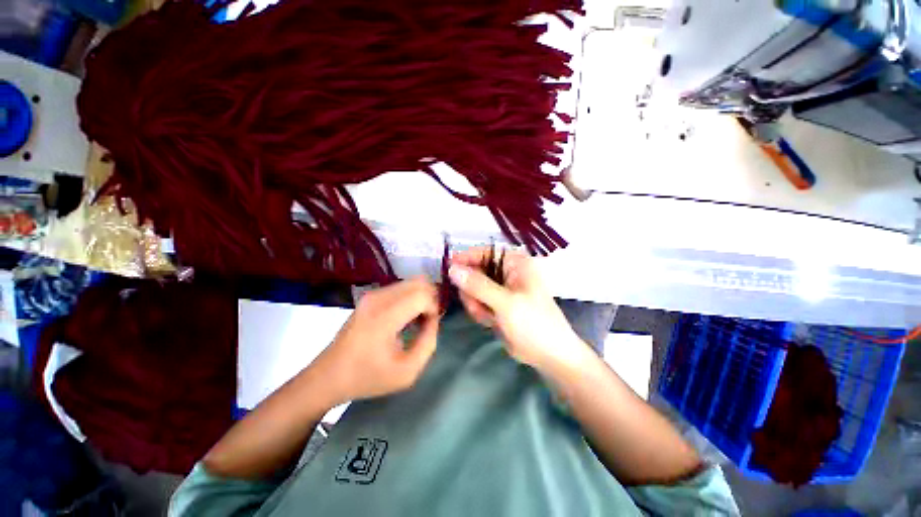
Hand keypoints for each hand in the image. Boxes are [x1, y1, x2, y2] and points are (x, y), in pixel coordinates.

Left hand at [316, 277, 439, 402]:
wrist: (329, 376)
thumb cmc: (368, 377)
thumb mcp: (407, 372)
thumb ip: (428, 343)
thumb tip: (433, 320)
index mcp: (384, 318)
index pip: (422, 296)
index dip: (434, 308)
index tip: (430, 326)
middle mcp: (378, 299)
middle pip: (418, 282)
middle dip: (430, 298)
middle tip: (428, 320)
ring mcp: (372, 295)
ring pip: (410, 282)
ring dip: (420, 297)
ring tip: (417, 319)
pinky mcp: (369, 296)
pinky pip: (400, 287)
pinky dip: (410, 297)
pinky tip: (406, 316)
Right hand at [448, 247, 589, 372]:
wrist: (549, 355)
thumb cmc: (533, 323)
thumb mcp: (506, 303)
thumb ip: (478, 285)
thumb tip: (453, 269)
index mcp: (515, 264)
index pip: (485, 252)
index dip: (466, 258)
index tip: (448, 268)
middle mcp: (507, 272)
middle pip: (476, 271)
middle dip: (471, 288)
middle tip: (474, 303)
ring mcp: (501, 289)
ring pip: (473, 288)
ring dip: (474, 302)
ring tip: (486, 315)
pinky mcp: (496, 304)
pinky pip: (477, 301)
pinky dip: (478, 310)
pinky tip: (489, 321)